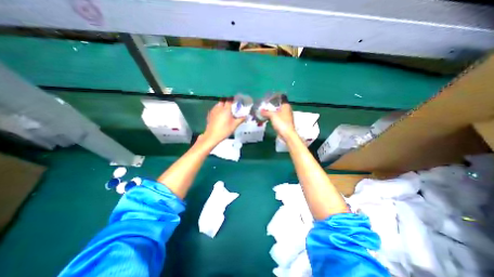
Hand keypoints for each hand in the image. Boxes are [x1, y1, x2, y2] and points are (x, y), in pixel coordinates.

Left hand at [201, 100, 245, 146]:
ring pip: (218, 105)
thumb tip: (246, 116)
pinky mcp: (209, 114)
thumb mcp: (235, 125)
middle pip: (223, 101)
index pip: (229, 100)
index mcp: (226, 109)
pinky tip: (220, 116)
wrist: (212, 136)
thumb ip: (241, 119)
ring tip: (226, 111)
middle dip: (227, 102)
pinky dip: (218, 110)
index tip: (236, 101)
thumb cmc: (225, 130)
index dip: (233, 99)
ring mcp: (213, 111)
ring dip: (222, 106)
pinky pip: (215, 109)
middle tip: (231, 107)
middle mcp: (219, 108)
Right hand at [262, 101, 296, 141]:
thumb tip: (260, 110)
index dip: (275, 97)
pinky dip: (272, 117)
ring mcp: (286, 116)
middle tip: (264, 106)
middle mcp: (287, 110)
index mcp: (286, 105)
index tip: (268, 98)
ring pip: (277, 112)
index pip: (282, 97)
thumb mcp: (272, 115)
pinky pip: (277, 118)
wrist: (287, 134)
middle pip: (279, 105)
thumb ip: (266, 112)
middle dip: (271, 105)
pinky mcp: (284, 122)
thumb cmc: (281, 122)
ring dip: (271, 112)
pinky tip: (267, 118)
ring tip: (264, 112)